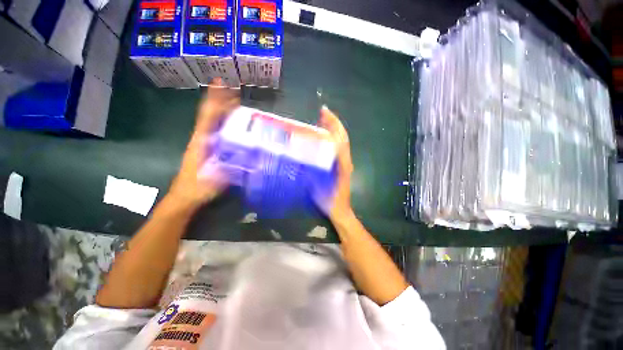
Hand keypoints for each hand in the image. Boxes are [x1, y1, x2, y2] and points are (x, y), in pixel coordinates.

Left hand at [168, 80, 239, 208]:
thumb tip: (246, 157)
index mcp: (201, 142)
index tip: (220, 84)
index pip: (208, 116)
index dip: (214, 100)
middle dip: (219, 100)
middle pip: (209, 114)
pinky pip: (215, 130)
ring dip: (222, 109)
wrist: (184, 197)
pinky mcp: (207, 149)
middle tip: (233, 88)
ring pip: (212, 121)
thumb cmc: (197, 188)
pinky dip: (223, 122)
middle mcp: (201, 138)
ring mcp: (203, 143)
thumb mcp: (214, 180)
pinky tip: (233, 122)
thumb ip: (228, 168)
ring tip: (234, 101)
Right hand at [316, 106, 353, 220]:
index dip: (333, 125)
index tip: (324, 113)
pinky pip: (338, 148)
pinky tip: (324, 137)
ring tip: (322, 120)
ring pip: (342, 141)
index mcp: (341, 164)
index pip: (339, 140)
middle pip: (342, 137)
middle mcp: (345, 161)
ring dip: (334, 129)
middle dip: (334, 123)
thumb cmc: (330, 201)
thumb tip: (304, 157)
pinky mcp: (342, 166)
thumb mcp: (319, 188)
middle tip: (322, 112)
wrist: (340, 210)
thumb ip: (314, 173)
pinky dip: (333, 139)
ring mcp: (345, 163)